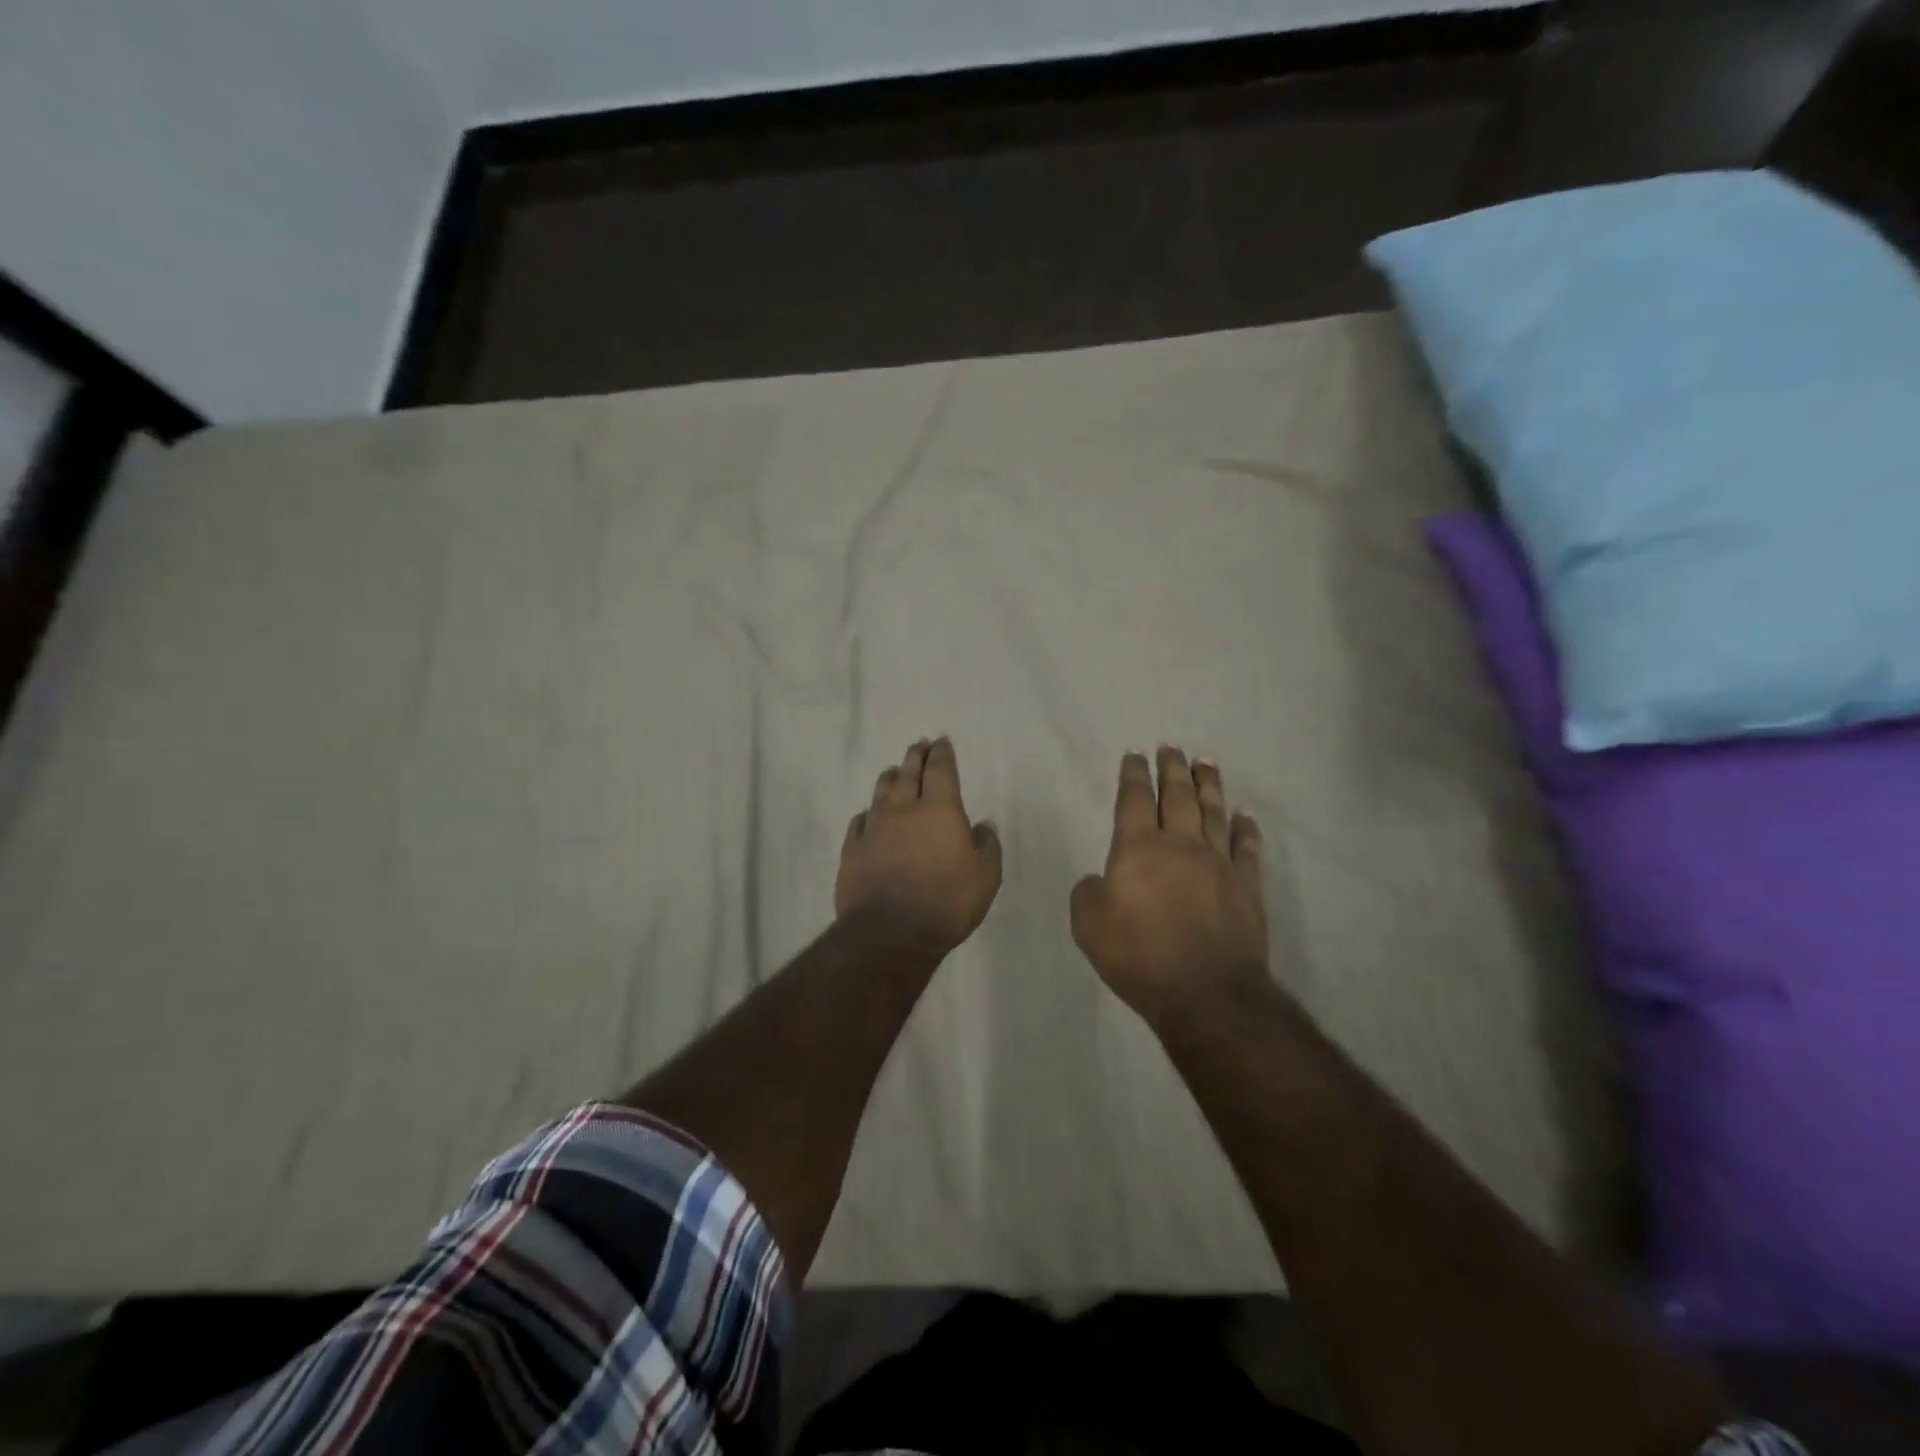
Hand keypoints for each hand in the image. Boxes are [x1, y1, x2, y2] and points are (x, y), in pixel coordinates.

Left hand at [836, 738, 1002, 957]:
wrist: (890, 932)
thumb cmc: (947, 902)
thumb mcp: (986, 877)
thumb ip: (987, 846)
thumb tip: (982, 826)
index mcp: (939, 810)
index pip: (940, 770)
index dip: (942, 754)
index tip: (941, 742)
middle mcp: (904, 810)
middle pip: (908, 773)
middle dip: (915, 756)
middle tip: (919, 745)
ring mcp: (874, 828)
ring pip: (881, 792)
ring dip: (890, 777)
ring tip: (894, 770)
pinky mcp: (853, 849)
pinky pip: (859, 822)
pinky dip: (867, 813)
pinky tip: (868, 814)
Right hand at [1071, 747, 1269, 1026]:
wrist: (1206, 992)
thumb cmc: (1139, 957)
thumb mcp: (1089, 927)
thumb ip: (1088, 894)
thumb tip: (1099, 880)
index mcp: (1138, 849)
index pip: (1133, 800)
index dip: (1133, 775)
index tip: (1135, 754)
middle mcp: (1180, 844)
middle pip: (1177, 796)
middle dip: (1172, 769)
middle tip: (1171, 747)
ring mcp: (1218, 863)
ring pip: (1213, 812)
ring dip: (1208, 784)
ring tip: (1206, 762)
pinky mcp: (1246, 886)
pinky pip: (1247, 847)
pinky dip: (1246, 828)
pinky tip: (1244, 816)